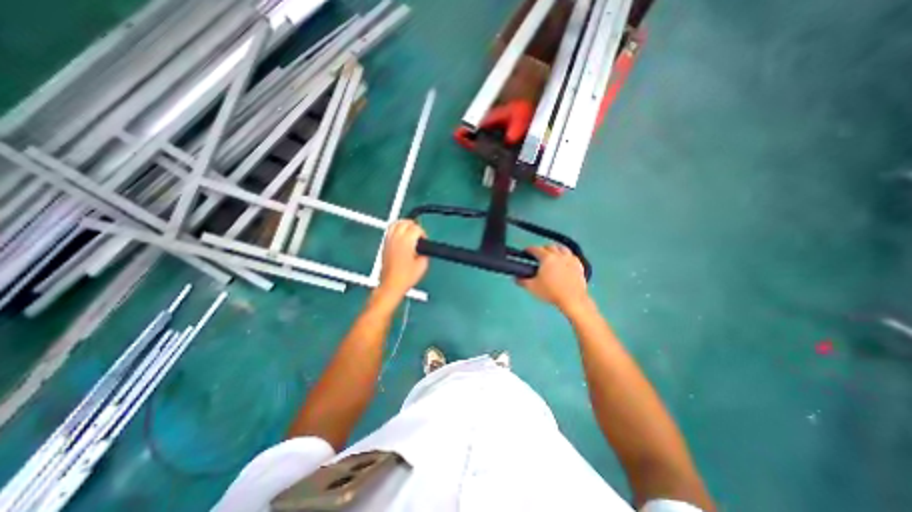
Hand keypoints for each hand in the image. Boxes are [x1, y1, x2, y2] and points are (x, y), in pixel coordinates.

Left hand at [381, 218, 430, 297]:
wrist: (391, 285)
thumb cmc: (407, 277)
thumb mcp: (423, 265)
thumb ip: (424, 251)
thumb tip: (423, 246)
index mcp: (406, 242)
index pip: (416, 228)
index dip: (422, 233)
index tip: (424, 241)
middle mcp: (396, 238)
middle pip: (405, 222)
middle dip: (414, 226)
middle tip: (418, 234)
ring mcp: (388, 241)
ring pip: (395, 223)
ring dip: (404, 225)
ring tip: (410, 232)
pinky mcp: (384, 245)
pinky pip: (389, 230)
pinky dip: (396, 229)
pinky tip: (401, 236)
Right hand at [515, 244, 588, 311]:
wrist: (572, 299)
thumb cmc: (551, 292)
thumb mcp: (532, 287)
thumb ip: (522, 281)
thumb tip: (516, 278)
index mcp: (546, 258)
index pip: (535, 249)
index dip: (528, 250)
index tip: (525, 252)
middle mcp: (559, 255)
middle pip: (549, 246)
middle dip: (542, 249)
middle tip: (538, 256)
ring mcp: (570, 259)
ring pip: (562, 248)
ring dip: (555, 250)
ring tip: (552, 256)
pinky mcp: (579, 265)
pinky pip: (571, 256)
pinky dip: (566, 256)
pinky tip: (564, 262)